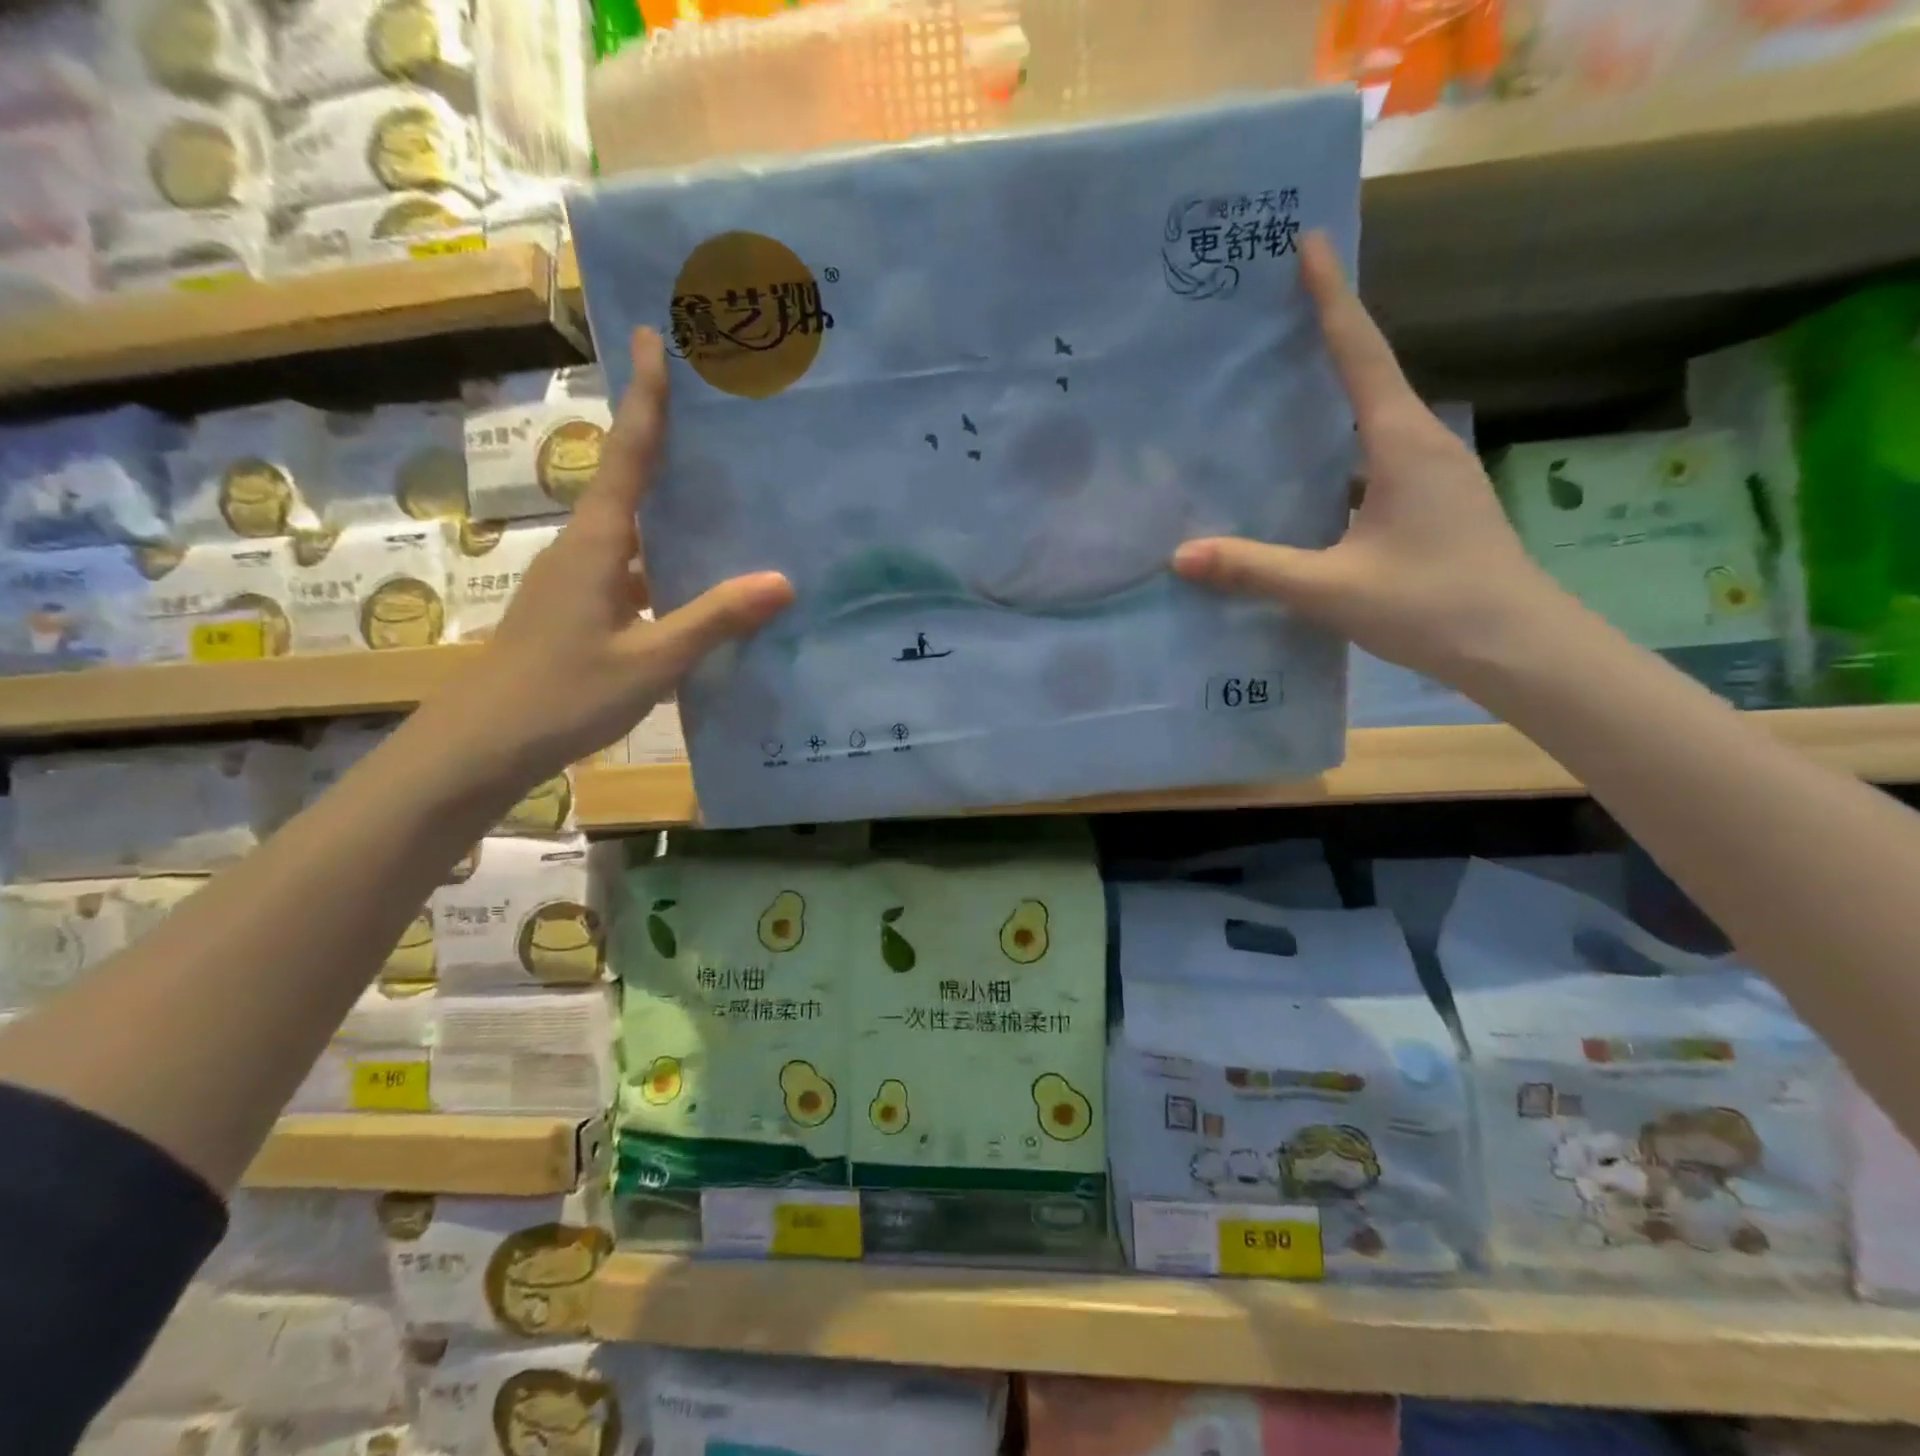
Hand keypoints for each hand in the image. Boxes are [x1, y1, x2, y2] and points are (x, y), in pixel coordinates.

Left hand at [439, 329, 793, 784]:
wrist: (485, 743)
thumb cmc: (563, 694)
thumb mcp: (651, 661)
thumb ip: (714, 620)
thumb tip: (782, 581)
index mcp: (598, 544)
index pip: (627, 455)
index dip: (645, 398)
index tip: (653, 335)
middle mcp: (587, 548)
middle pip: (631, 479)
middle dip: (667, 439)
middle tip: (717, 411)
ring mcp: (582, 580)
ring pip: (637, 527)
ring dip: (674, 505)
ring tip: (731, 492)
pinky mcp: (585, 609)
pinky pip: (638, 568)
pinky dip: (671, 560)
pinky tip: (707, 580)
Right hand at [1171, 232, 1570, 688]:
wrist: (1518, 648)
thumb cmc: (1431, 605)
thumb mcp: (1331, 589)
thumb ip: (1255, 570)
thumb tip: (1180, 556)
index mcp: (1402, 444)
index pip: (1360, 355)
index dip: (1331, 298)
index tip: (1308, 243)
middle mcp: (1421, 445)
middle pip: (1367, 377)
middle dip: (1324, 342)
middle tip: (1270, 322)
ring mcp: (1431, 477)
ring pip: (1370, 424)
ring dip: (1329, 404)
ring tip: (1274, 399)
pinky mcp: (1430, 506)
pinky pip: (1372, 462)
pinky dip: (1336, 456)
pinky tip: (1303, 482)